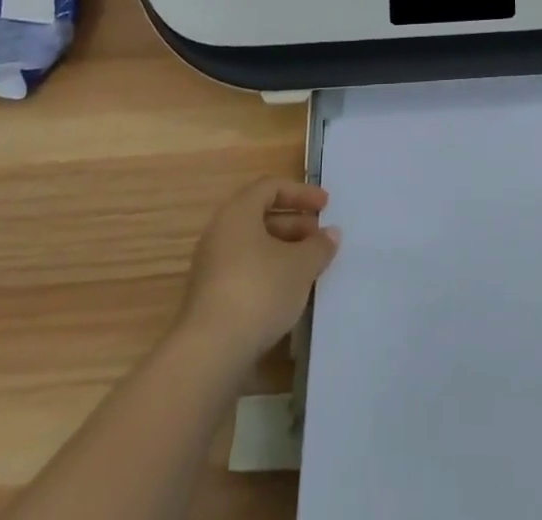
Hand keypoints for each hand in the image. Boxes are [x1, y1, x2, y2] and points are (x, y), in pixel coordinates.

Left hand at [177, 178, 340, 361]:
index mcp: (238, 212)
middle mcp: (220, 232)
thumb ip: (318, 246)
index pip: (271, 187)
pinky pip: (245, 271)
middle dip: (295, 224)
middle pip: (261, 216)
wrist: (210, 353)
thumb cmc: (259, 291)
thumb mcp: (300, 265)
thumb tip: (330, 234)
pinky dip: (269, 273)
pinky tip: (288, 294)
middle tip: (320, 239)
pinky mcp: (210, 298)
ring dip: (283, 251)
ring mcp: (211, 266)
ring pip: (253, 246)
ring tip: (310, 268)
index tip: (325, 206)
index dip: (301, 193)